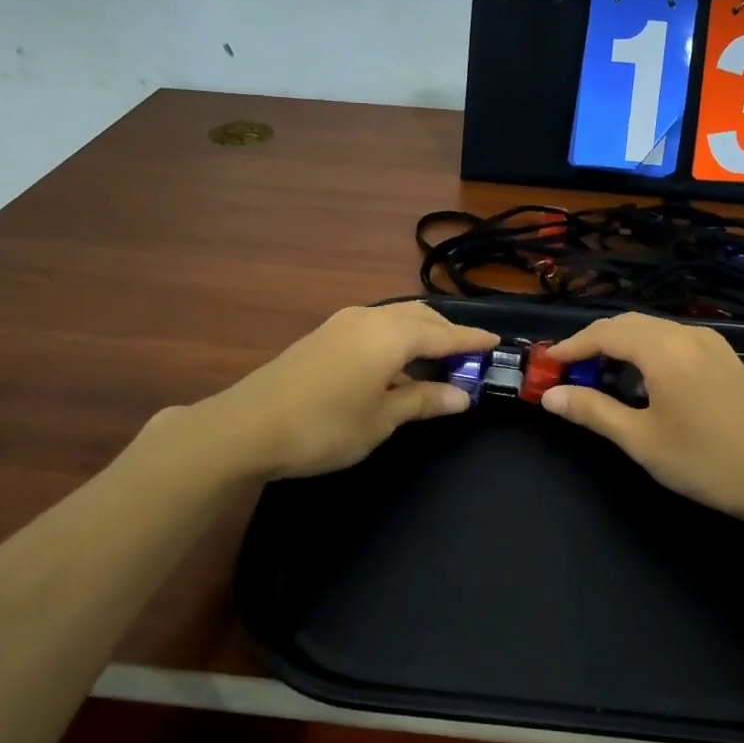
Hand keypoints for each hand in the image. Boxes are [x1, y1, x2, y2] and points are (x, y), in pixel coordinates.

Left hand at [196, 302, 497, 480]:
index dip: (471, 340)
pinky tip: (395, 362)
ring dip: (420, 332)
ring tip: (436, 357)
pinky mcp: (324, 334)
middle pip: (419, 316)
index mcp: (390, 335)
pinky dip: (396, 337)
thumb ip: (423, 401)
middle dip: (446, 331)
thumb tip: (462, 396)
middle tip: (467, 355)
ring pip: (395, 317)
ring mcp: (342, 322)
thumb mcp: (381, 419)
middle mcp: (369, 318)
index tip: (496, 342)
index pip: (443, 333)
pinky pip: (375, 325)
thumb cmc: (325, 426)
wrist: (247, 425)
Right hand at [541, 312, 743, 530]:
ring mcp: (713, 344)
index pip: (605, 333)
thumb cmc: (708, 462)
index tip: (546, 364)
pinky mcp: (727, 359)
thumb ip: (593, 411)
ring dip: (621, 345)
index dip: (571, 346)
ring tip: (600, 376)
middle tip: (569, 371)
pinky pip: (675, 341)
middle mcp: (688, 335)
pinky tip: (643, 380)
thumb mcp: (642, 440)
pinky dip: (647, 351)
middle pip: (628, 324)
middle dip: (594, 342)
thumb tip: (550, 396)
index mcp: (664, 349)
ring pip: (653, 330)